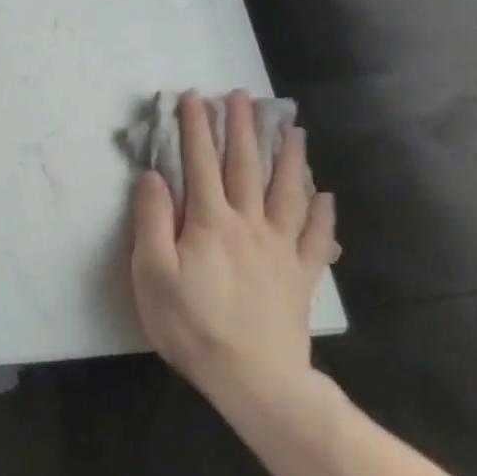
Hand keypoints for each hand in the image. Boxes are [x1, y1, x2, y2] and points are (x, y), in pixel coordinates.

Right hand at [130, 91, 336, 410]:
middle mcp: (249, 224)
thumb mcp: (152, 272)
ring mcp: (280, 249)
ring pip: (288, 192)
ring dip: (289, 157)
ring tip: (292, 129)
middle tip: (242, 97)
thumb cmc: (191, 324)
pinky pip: (316, 237)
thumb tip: (153, 175)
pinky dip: (322, 213)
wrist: (254, 379)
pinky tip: (325, 195)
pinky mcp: (300, 275)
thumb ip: (152, 219)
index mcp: (210, 221)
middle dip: (242, 128)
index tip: (193, 96)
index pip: (199, 163)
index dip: (195, 128)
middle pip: (246, 166)